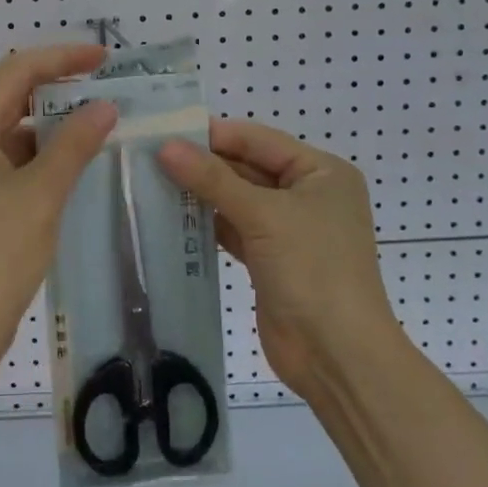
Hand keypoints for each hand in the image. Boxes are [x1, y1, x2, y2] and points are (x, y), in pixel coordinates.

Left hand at [0, 44, 117, 374]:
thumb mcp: (41, 195)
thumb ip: (74, 144)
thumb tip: (104, 106)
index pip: (15, 73)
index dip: (61, 59)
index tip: (103, 60)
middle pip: (6, 99)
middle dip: (55, 91)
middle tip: (103, 91)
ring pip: (5, 132)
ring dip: (47, 127)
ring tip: (94, 126)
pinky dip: (33, 157)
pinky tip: (68, 166)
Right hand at [158, 119, 398, 395]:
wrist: (336, 355)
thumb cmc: (312, 270)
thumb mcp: (263, 216)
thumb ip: (213, 179)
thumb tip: (166, 147)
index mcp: (322, 172)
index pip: (259, 140)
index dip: (214, 134)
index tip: (165, 130)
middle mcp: (308, 194)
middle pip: (248, 167)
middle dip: (204, 163)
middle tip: (150, 156)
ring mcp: (289, 229)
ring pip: (238, 199)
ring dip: (202, 193)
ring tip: (152, 180)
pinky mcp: (270, 259)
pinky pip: (234, 229)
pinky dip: (208, 222)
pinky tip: (172, 215)